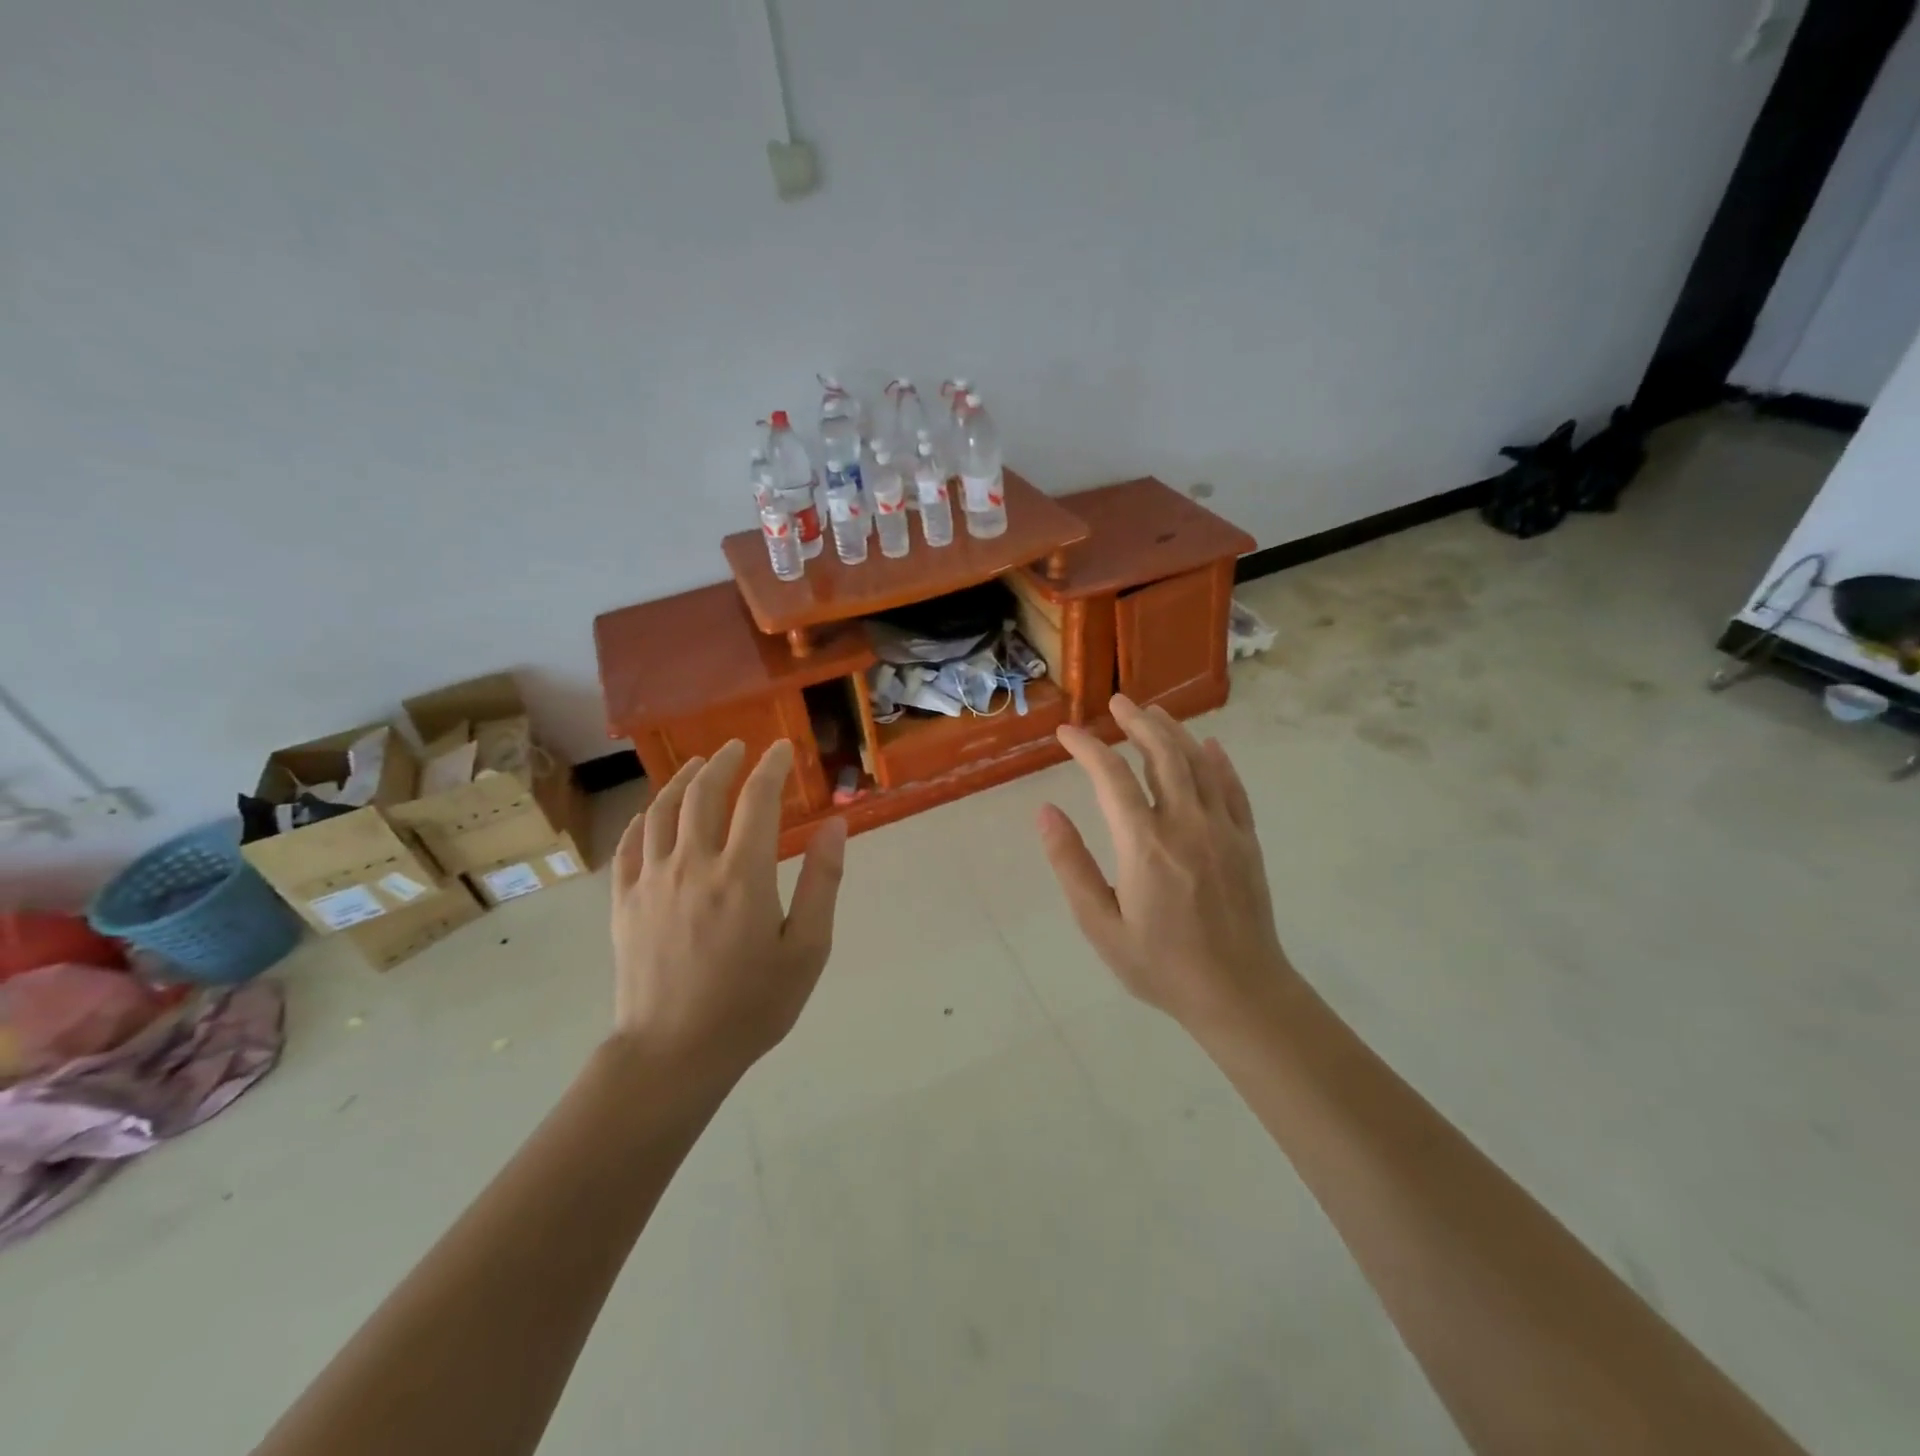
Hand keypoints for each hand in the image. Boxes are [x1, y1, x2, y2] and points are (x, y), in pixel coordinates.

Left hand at [610, 740, 845, 1086]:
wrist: (673, 1054)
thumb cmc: (751, 1005)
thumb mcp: (807, 949)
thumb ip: (822, 882)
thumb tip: (835, 825)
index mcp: (742, 873)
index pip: (758, 799)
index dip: (771, 767)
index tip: (781, 748)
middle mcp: (693, 864)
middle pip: (703, 793)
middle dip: (724, 762)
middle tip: (738, 748)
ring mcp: (651, 881)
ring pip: (662, 811)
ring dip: (682, 780)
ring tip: (698, 765)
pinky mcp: (624, 903)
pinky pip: (630, 846)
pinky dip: (643, 819)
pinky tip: (651, 814)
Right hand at [1038, 696, 1295, 1033]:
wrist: (1239, 994)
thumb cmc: (1159, 965)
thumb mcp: (1099, 924)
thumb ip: (1070, 864)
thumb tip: (1045, 812)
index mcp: (1144, 844)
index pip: (1111, 777)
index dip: (1087, 748)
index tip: (1066, 733)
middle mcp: (1186, 824)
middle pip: (1162, 754)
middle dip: (1137, 722)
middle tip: (1117, 702)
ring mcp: (1223, 829)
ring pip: (1199, 763)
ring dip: (1174, 732)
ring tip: (1153, 713)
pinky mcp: (1247, 841)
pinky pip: (1234, 788)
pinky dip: (1219, 762)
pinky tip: (1210, 746)